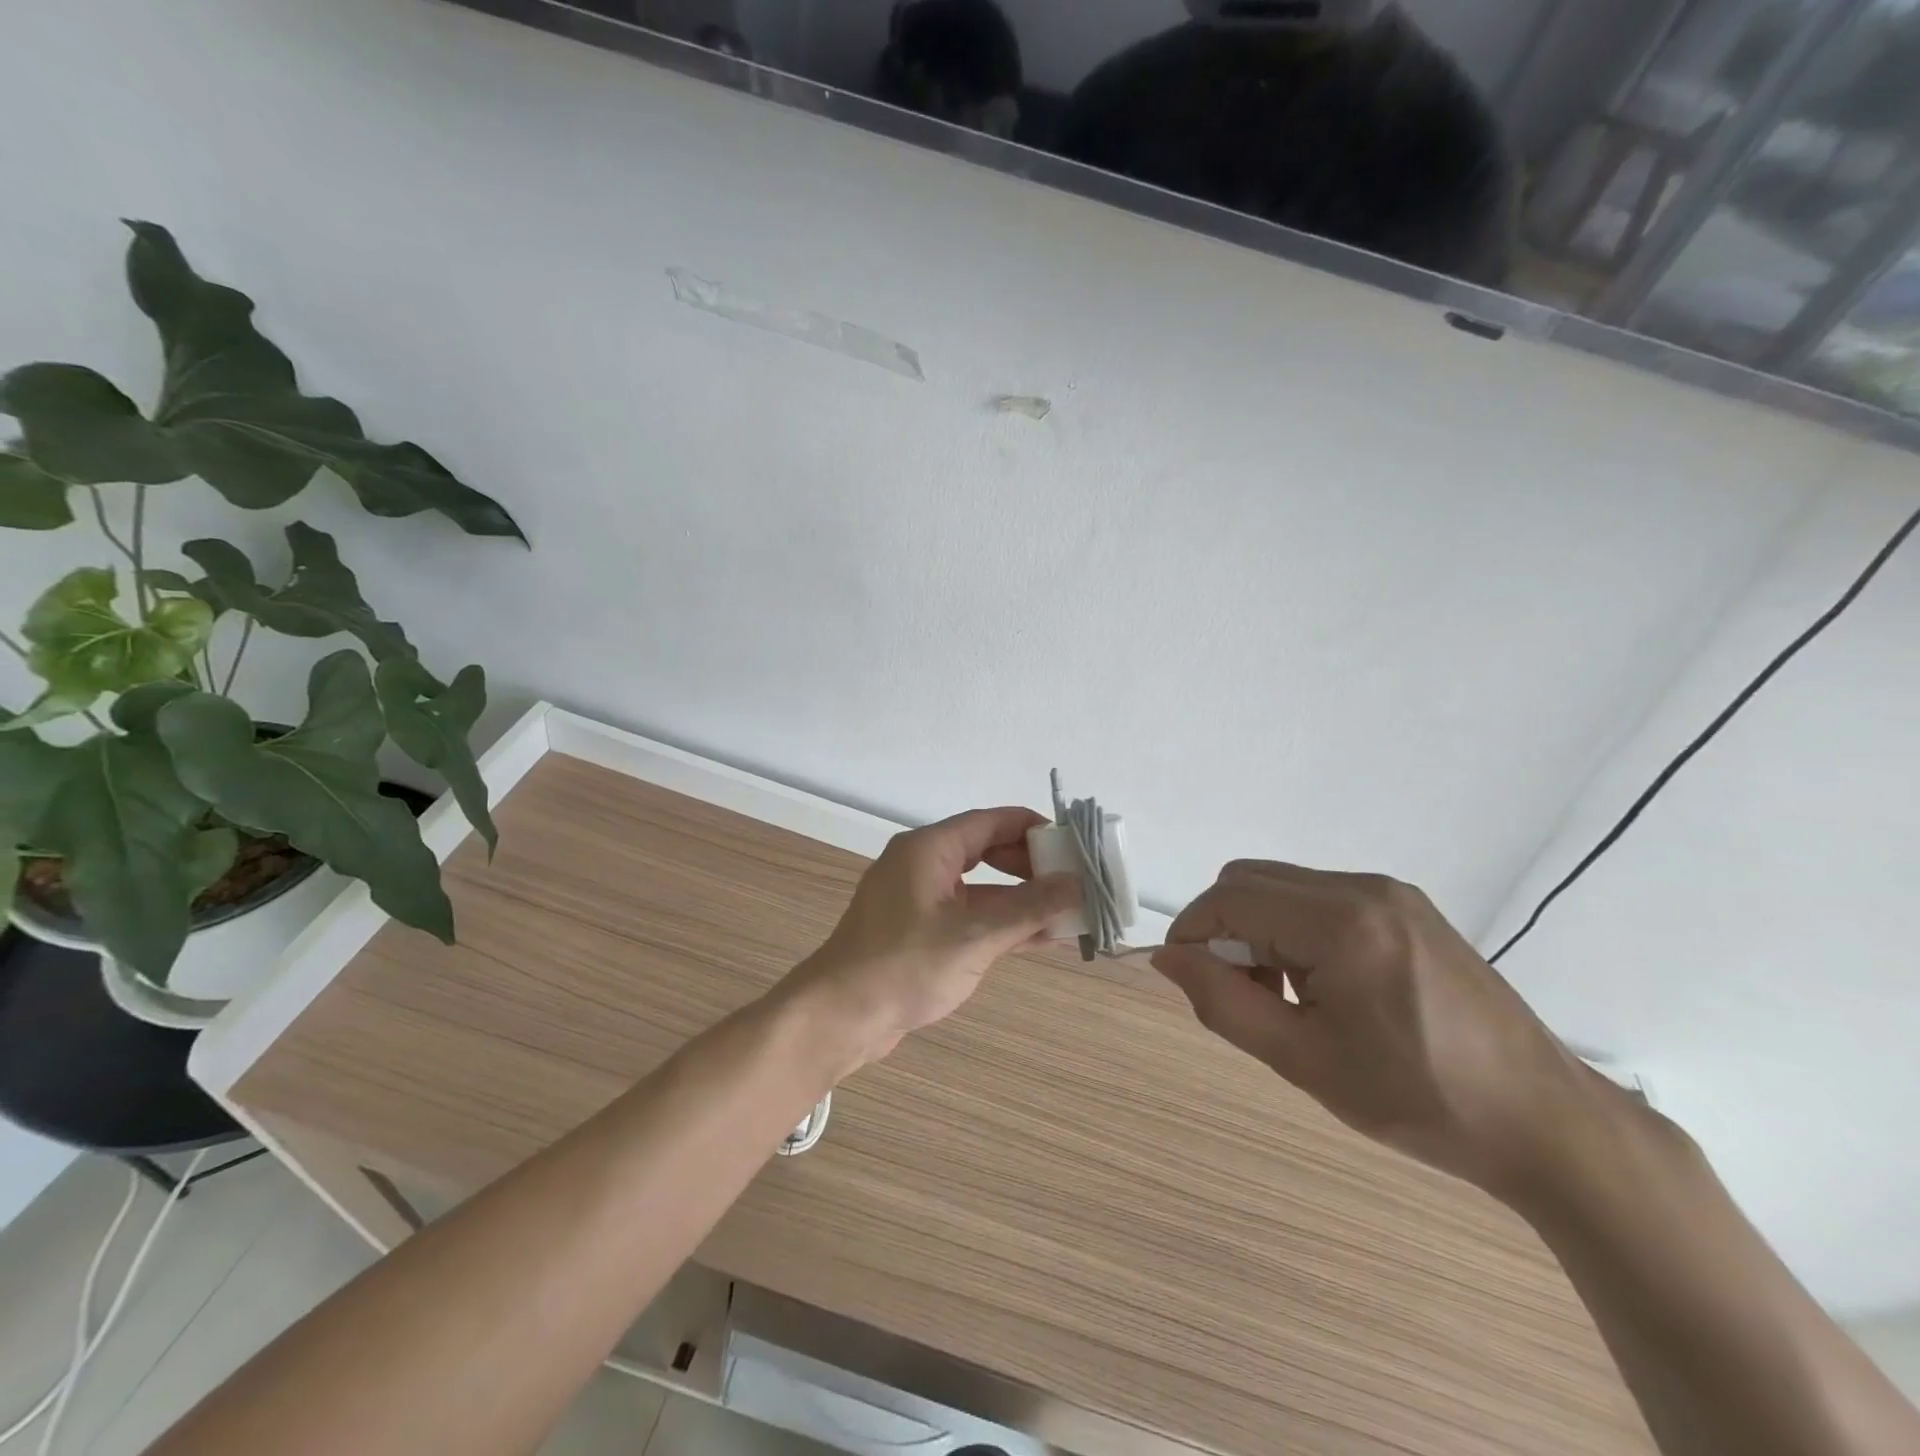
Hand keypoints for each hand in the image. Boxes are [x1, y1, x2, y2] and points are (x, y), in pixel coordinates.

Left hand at [788, 807, 1080, 1069]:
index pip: (991, 822)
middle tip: (1075, 882)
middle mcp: (923, 865)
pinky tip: (1041, 938)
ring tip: (1069, 912)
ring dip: (1022, 900)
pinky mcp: (920, 932)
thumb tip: (1077, 884)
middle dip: (1032, 866)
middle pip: (987, 851)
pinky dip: (1002, 924)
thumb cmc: (903, 965)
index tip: (1073, 844)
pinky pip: (970, 916)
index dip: (1034, 828)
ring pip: (981, 888)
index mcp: (929, 849)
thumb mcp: (974, 936)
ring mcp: (920, 899)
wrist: (839, 1017)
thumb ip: (1028, 908)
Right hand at [1152, 860, 1604, 1198]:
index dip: (1192, 934)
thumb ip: (1222, 1002)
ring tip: (1285, 998)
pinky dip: (1295, 930)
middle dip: (1224, 930)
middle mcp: (1363, 888)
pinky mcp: (1407, 907)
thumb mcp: (1303, 1060)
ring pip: (1282, 887)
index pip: (1229, 900)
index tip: (1190, 982)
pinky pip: (1321, 898)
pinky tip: (1322, 986)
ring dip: (1259, 930)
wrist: (1544, 1122)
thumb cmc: (1419, 1099)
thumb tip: (1167, 958)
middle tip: (1243, 995)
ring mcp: (1390, 892)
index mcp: (1341, 923)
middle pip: (1251, 881)